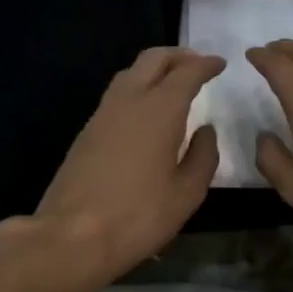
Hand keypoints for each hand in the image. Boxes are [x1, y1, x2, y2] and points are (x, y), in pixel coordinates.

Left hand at [33, 47, 223, 281]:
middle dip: (178, 55)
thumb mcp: (187, 193)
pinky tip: (147, 110)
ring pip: (130, 73)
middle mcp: (129, 100)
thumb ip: (203, 156)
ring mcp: (102, 114)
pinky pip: (117, 94)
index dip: (206, 64)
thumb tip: (206, 130)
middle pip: (153, 59)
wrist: (72, 236)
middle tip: (198, 64)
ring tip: (174, 83)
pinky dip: (138, 88)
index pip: (186, 72)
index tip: (220, 64)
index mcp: (159, 110)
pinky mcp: (87, 131)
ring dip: (155, 69)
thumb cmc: (138, 216)